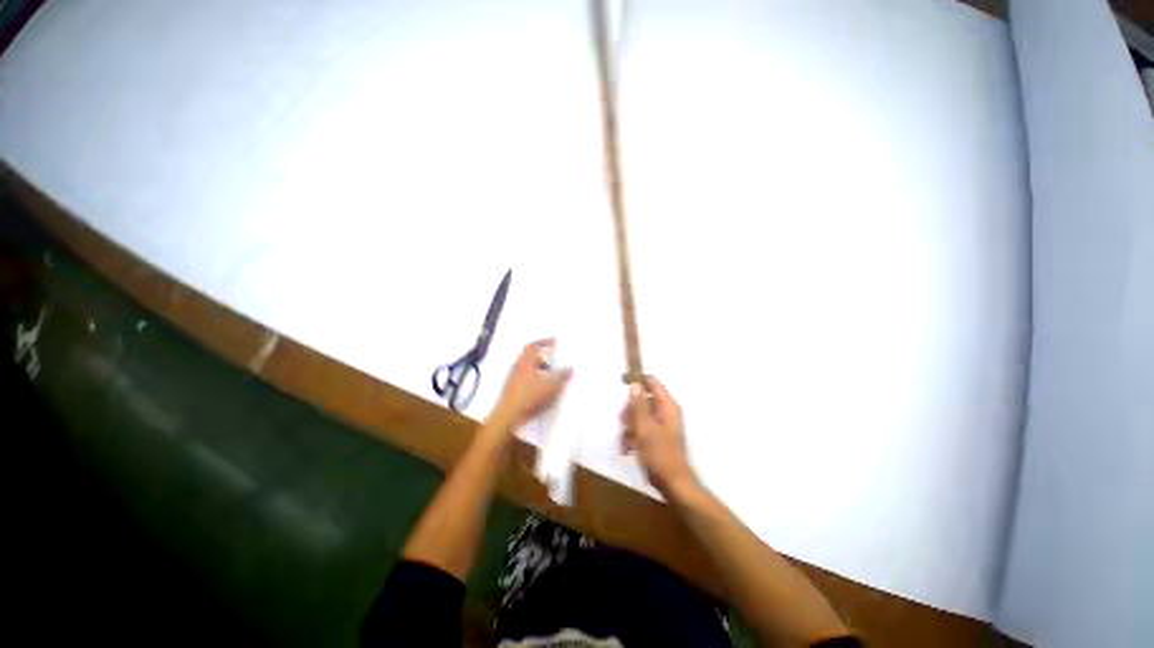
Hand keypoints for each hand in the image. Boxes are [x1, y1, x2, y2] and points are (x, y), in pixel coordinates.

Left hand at [490, 339, 571, 432]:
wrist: (508, 416)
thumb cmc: (530, 397)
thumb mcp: (551, 387)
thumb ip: (562, 377)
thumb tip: (570, 369)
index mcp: (526, 362)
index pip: (534, 345)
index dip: (544, 341)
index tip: (553, 341)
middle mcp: (518, 367)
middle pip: (528, 356)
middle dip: (541, 356)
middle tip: (551, 359)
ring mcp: (512, 378)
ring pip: (526, 367)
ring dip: (537, 368)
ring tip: (547, 375)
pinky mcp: (510, 389)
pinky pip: (523, 377)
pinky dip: (532, 377)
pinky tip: (539, 388)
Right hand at [620, 378, 697, 495]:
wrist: (674, 485)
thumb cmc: (659, 454)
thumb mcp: (644, 428)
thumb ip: (638, 405)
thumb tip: (635, 384)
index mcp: (667, 405)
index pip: (652, 382)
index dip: (637, 380)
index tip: (622, 383)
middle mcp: (666, 412)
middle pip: (643, 399)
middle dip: (630, 409)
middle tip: (624, 421)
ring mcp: (663, 425)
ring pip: (641, 414)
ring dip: (630, 425)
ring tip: (626, 440)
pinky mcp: (659, 437)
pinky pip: (643, 428)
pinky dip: (634, 435)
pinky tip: (628, 448)